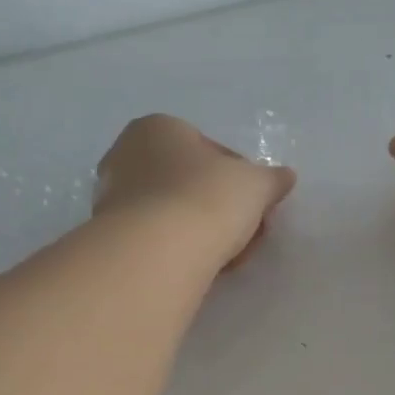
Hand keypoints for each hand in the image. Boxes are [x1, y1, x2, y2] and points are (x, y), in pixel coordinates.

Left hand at [95, 115, 296, 270]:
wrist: (157, 252)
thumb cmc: (207, 198)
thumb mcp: (256, 184)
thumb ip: (272, 179)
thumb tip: (284, 177)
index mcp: (157, 127)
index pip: (210, 151)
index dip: (240, 179)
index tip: (255, 206)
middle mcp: (126, 155)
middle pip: (189, 183)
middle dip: (219, 207)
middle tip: (245, 233)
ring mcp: (112, 198)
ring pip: (173, 212)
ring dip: (201, 230)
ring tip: (227, 256)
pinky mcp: (110, 237)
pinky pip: (157, 238)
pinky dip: (180, 250)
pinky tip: (201, 267)